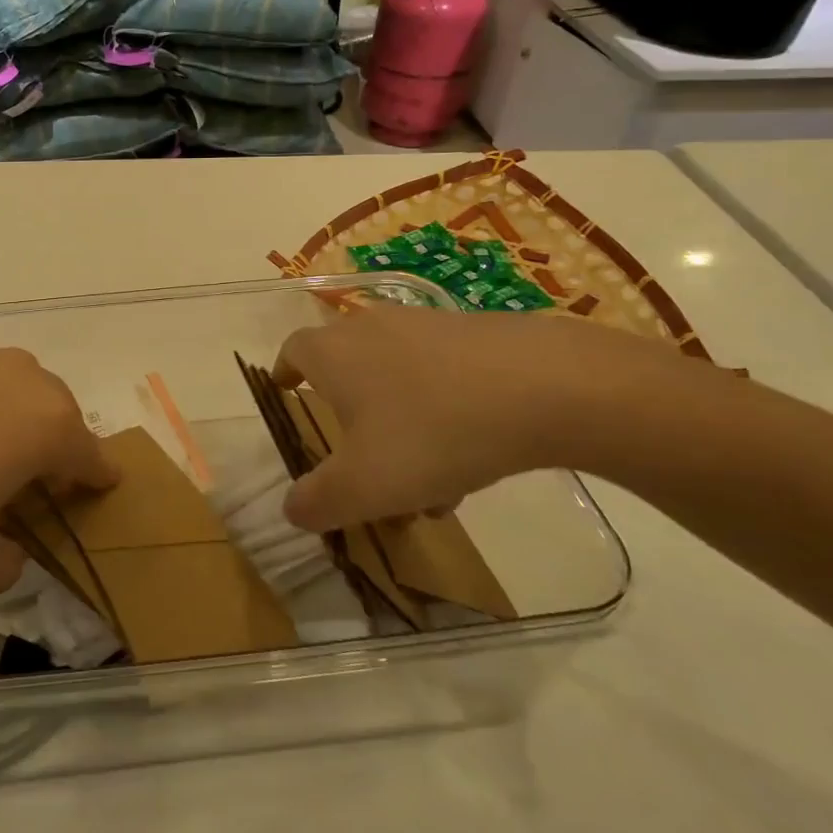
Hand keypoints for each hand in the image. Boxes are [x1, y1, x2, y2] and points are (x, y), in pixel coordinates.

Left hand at [0, 338, 115, 594]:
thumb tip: (7, 550)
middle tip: (27, 476)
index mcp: (46, 426)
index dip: (95, 477)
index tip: (94, 489)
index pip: (90, 453)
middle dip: (51, 441)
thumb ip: (6, 562)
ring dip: (6, 412)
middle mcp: (19, 377)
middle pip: (54, 409)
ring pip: (8, 382)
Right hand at [272, 304, 669, 530]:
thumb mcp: (365, 486)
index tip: (286, 391)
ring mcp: (425, 324)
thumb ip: (319, 501)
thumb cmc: (433, 432)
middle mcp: (371, 327)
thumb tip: (291, 509)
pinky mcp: (473, 332)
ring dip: (400, 425)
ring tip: (429, 485)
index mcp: (333, 352)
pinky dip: (441, 411)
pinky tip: (472, 457)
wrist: (547, 386)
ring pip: (397, 378)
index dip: (286, 372)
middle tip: (361, 461)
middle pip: (347, 367)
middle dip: (350, 416)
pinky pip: (440, 374)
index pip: (294, 351)